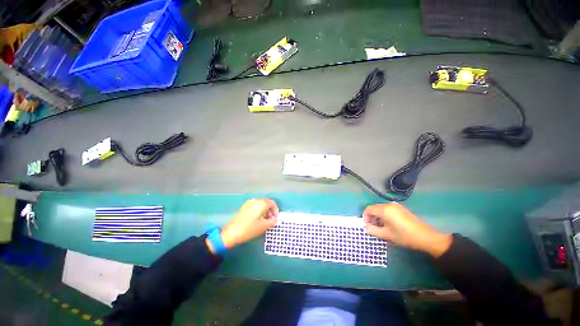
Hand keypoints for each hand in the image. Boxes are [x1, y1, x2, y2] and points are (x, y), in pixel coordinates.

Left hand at [207, 199, 278, 252]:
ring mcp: (249, 203)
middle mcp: (256, 200)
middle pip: (267, 203)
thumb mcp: (264, 226)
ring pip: (260, 204)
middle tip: (271, 220)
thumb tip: (277, 220)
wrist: (232, 232)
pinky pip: (255, 206)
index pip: (272, 203)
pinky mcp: (244, 207)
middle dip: (270, 211)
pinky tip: (257, 220)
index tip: (275, 219)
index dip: (276, 211)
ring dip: (264, 211)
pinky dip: (258, 211)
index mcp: (261, 203)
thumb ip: (273, 222)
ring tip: (264, 221)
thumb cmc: (250, 229)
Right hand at [363, 203, 452, 257]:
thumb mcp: (387, 235)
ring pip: (381, 208)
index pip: (369, 209)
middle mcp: (389, 205)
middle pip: (374, 208)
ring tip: (381, 227)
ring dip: (377, 216)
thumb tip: (366, 227)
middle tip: (373, 227)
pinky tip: (389, 224)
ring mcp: (396, 206)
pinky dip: (384, 215)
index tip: (367, 225)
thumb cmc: (404, 236)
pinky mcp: (401, 209)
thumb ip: (373, 230)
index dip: (365, 216)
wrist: (426, 237)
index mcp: (384, 210)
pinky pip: (387, 209)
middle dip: (371, 216)